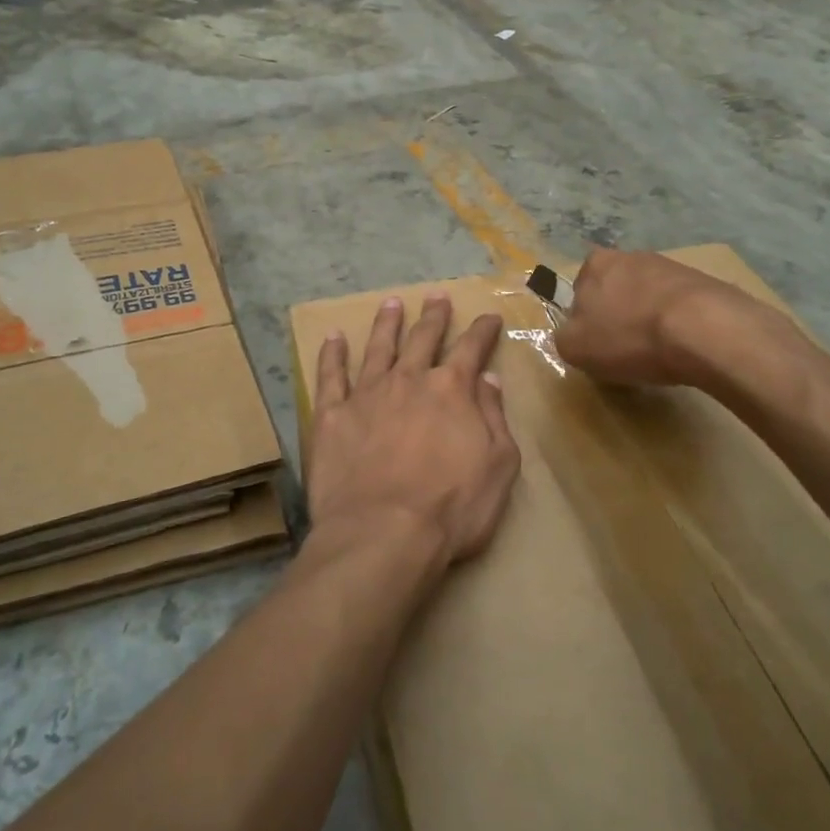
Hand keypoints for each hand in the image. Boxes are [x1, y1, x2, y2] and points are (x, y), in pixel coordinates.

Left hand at [308, 293, 519, 570]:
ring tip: (391, 304)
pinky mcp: (332, 415)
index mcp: (451, 390)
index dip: (482, 331)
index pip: (472, 349)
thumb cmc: (451, 508)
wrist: (383, 533)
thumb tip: (488, 379)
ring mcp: (367, 394)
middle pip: (423, 339)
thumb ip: (493, 417)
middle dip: (433, 316)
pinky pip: (331, 376)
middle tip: (436, 297)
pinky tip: (333, 337)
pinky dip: (332, 354)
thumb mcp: (498, 466)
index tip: (489, 316)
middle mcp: (409, 381)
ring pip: (379, 347)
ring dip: (387, 324)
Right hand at [555, 247, 763, 385]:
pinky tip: (685, 347)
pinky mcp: (704, 282)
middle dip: (619, 316)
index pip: (580, 291)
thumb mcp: (575, 348)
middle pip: (616, 291)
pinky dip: (679, 324)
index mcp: (595, 264)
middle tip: (627, 350)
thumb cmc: (629, 336)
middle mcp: (630, 255)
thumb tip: (574, 334)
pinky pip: (680, 307)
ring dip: (650, 320)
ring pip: (649, 298)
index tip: (598, 344)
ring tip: (660, 353)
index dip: (586, 320)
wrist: (703, 330)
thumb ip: (564, 337)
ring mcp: (670, 266)